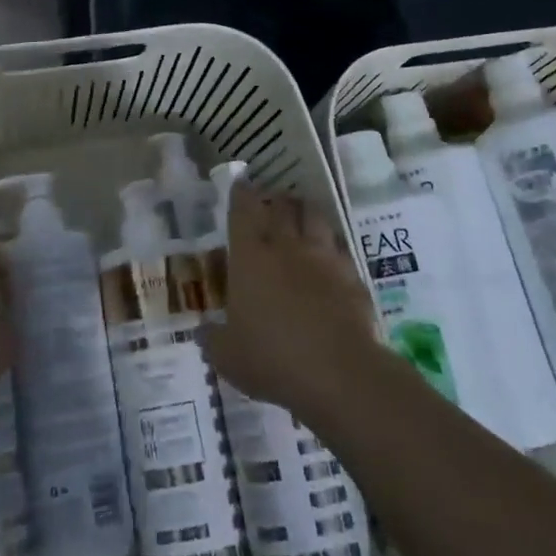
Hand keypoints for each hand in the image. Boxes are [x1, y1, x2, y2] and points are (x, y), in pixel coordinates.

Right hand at [201, 182, 380, 420]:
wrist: (338, 373)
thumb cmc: (271, 358)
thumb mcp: (227, 356)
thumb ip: (212, 339)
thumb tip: (203, 331)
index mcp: (250, 257)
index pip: (243, 211)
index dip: (241, 193)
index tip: (241, 182)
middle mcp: (287, 247)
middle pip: (283, 206)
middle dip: (277, 198)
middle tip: (274, 198)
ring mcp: (324, 259)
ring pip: (316, 218)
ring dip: (308, 212)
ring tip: (304, 214)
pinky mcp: (353, 277)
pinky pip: (342, 251)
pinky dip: (334, 248)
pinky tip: (333, 257)